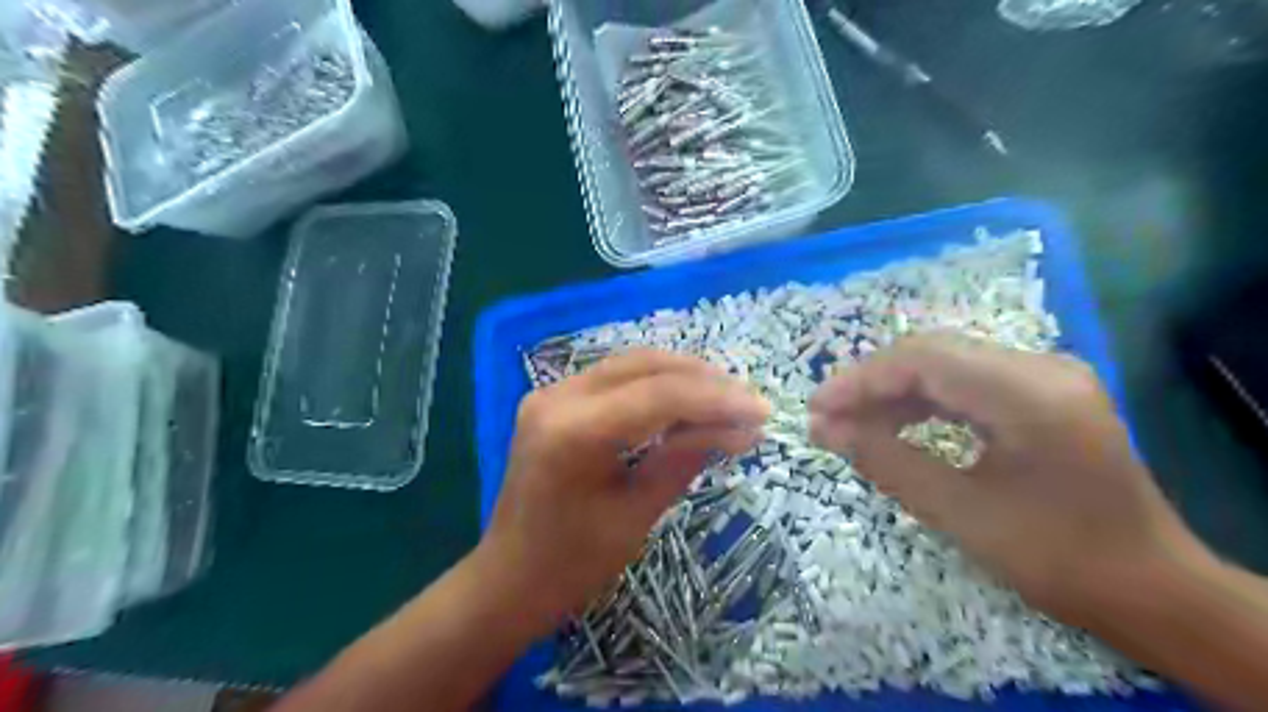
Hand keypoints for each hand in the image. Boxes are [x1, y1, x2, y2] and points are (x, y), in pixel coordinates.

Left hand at [478, 349, 766, 629]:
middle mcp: (558, 397)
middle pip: (645, 365)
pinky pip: (615, 378)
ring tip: (726, 398)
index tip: (762, 411)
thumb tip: (741, 428)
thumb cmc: (572, 565)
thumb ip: (686, 458)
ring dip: (682, 376)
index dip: (717, 400)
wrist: (508, 579)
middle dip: (703, 380)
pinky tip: (685, 400)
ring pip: (631, 364)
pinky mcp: (554, 399)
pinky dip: (655, 385)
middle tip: (748, 401)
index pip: (660, 395)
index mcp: (574, 432)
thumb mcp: (638, 514)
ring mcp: (551, 393)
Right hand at [807, 337, 1210, 625]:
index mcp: (1030, 394)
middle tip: (827, 418)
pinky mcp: (1041, 392)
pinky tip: (893, 424)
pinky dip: (922, 401)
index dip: (861, 380)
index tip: (816, 410)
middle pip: (932, 354)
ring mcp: (1045, 375)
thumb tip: (825, 430)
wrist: (1151, 588)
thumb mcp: (960, 513)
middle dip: (871, 384)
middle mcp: (1041, 367)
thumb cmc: (1058, 558)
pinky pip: (965, 382)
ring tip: (850, 423)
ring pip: (945, 364)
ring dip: (893, 392)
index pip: (924, 360)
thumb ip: (886, 461)